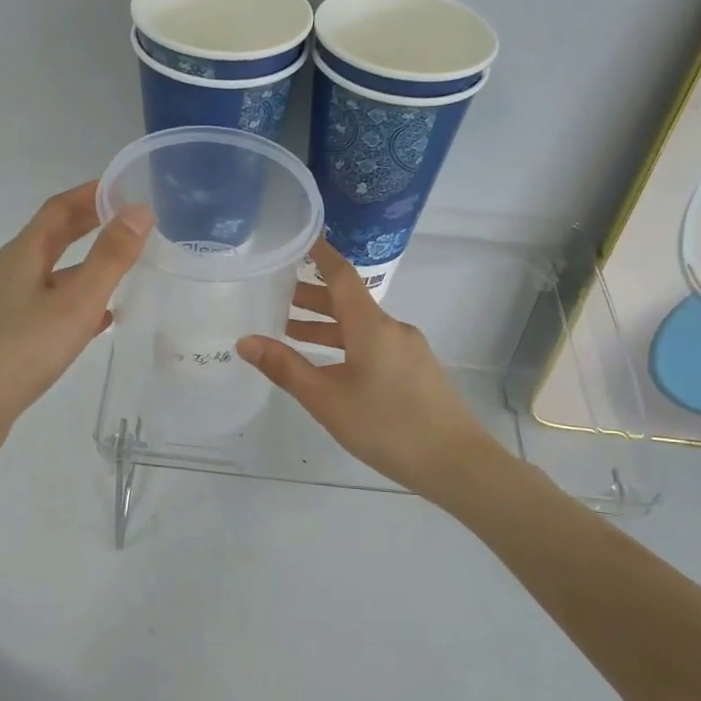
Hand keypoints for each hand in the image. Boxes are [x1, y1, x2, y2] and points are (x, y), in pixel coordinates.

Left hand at [0, 183, 150, 460]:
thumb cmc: (24, 349)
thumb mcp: (76, 301)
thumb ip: (110, 257)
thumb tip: (139, 211)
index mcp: (23, 254)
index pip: (59, 208)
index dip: (91, 194)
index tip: (125, 187)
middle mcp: (12, 271)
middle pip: (54, 237)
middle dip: (90, 224)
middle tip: (129, 220)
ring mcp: (9, 304)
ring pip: (54, 273)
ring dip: (87, 264)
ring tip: (124, 266)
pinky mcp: (11, 333)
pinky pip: (51, 304)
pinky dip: (78, 301)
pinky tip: (101, 319)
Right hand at [237, 239, 503, 502]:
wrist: (455, 462)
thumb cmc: (385, 426)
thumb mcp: (327, 400)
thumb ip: (286, 369)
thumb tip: (246, 341)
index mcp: (371, 325)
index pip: (342, 276)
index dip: (320, 255)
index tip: (299, 238)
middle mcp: (392, 328)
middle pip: (349, 301)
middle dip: (312, 297)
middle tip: (275, 298)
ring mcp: (408, 349)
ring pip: (361, 326)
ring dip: (327, 326)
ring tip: (290, 332)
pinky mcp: (416, 370)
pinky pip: (375, 344)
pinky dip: (346, 343)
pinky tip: (330, 366)